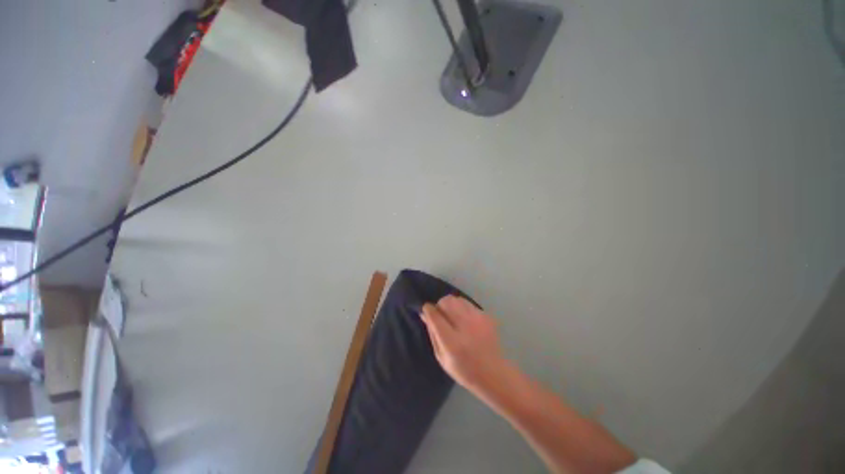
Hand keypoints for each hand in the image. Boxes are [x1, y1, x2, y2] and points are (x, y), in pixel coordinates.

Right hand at [421, 295, 507, 393]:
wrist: (493, 374)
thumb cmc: (463, 370)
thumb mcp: (441, 357)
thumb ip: (432, 333)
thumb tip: (425, 314)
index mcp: (452, 342)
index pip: (435, 316)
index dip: (428, 310)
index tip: (426, 310)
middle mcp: (466, 326)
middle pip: (446, 302)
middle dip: (440, 305)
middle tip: (441, 316)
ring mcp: (478, 319)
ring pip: (457, 299)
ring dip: (451, 305)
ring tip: (453, 317)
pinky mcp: (486, 316)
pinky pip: (468, 304)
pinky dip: (462, 308)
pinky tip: (465, 321)